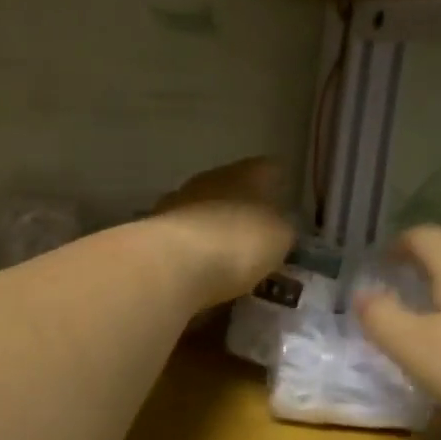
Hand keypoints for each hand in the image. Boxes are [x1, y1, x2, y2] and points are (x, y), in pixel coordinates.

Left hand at [151, 158, 292, 308]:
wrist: (172, 264)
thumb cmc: (238, 243)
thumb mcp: (280, 239)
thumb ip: (283, 228)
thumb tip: (280, 226)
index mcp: (247, 173)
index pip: (270, 168)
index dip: (279, 185)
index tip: (286, 205)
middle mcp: (210, 178)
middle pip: (233, 188)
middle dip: (243, 209)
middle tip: (257, 236)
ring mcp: (178, 201)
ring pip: (204, 210)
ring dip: (215, 228)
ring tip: (228, 257)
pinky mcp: (154, 229)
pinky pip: (183, 236)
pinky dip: (193, 250)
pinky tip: (201, 270)